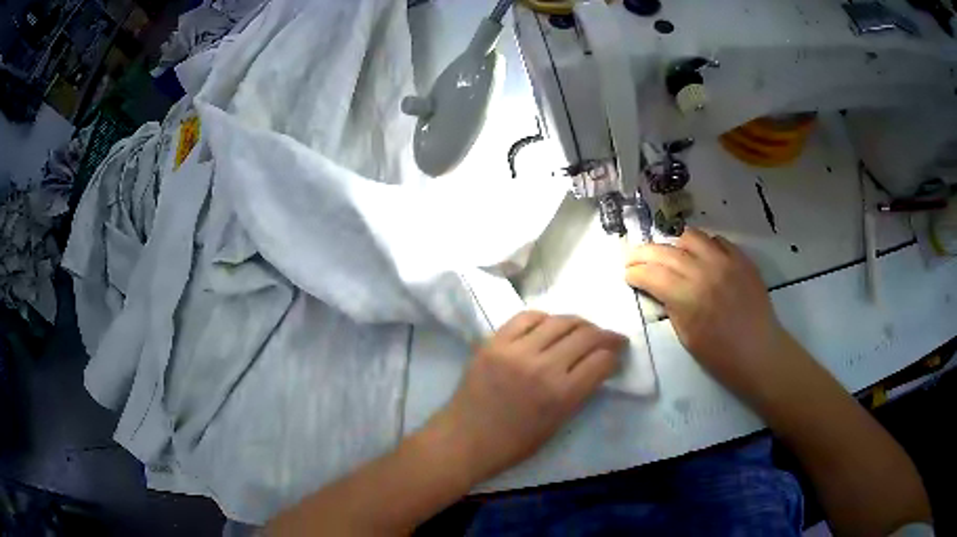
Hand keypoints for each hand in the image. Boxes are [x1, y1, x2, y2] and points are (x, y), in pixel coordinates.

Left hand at [431, 312, 625, 482]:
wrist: (464, 440)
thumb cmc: (513, 444)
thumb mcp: (557, 424)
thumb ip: (579, 392)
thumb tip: (596, 365)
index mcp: (561, 395)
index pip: (601, 361)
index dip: (614, 355)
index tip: (616, 354)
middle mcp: (542, 367)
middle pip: (585, 336)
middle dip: (605, 335)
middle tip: (609, 338)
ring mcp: (516, 351)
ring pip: (559, 321)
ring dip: (579, 323)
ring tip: (583, 329)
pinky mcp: (494, 342)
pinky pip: (526, 318)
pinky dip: (544, 318)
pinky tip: (549, 325)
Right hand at [624, 228, 789, 399]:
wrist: (759, 352)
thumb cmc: (720, 355)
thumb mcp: (686, 337)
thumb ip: (671, 306)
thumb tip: (660, 288)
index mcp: (687, 297)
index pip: (652, 274)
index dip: (635, 272)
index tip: (627, 275)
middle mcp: (704, 271)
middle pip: (666, 251)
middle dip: (644, 253)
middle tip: (634, 259)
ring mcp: (725, 261)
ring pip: (691, 237)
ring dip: (674, 244)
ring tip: (669, 255)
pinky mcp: (741, 259)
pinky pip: (717, 240)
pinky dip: (703, 246)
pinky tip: (701, 257)